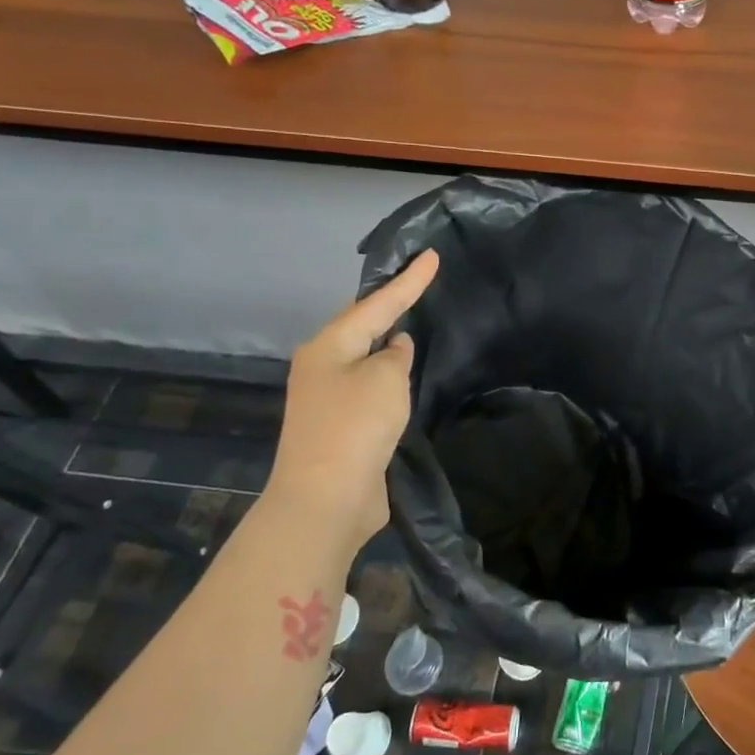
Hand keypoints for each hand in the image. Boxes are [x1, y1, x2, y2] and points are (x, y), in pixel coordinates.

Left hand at [263, 249, 439, 545]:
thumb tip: (394, 348)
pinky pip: (368, 388)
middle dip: (388, 306)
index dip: (408, 281)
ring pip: (364, 358)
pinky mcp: (339, 427)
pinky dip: (387, 376)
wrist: (325, 499)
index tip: (431, 255)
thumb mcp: (386, 379)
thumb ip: (396, 355)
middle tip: (416, 282)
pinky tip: (403, 375)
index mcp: (329, 346)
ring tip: (413, 322)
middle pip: (361, 326)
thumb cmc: (355, 427)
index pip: (377, 304)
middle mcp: (322, 366)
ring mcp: (327, 398)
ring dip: (387, 343)